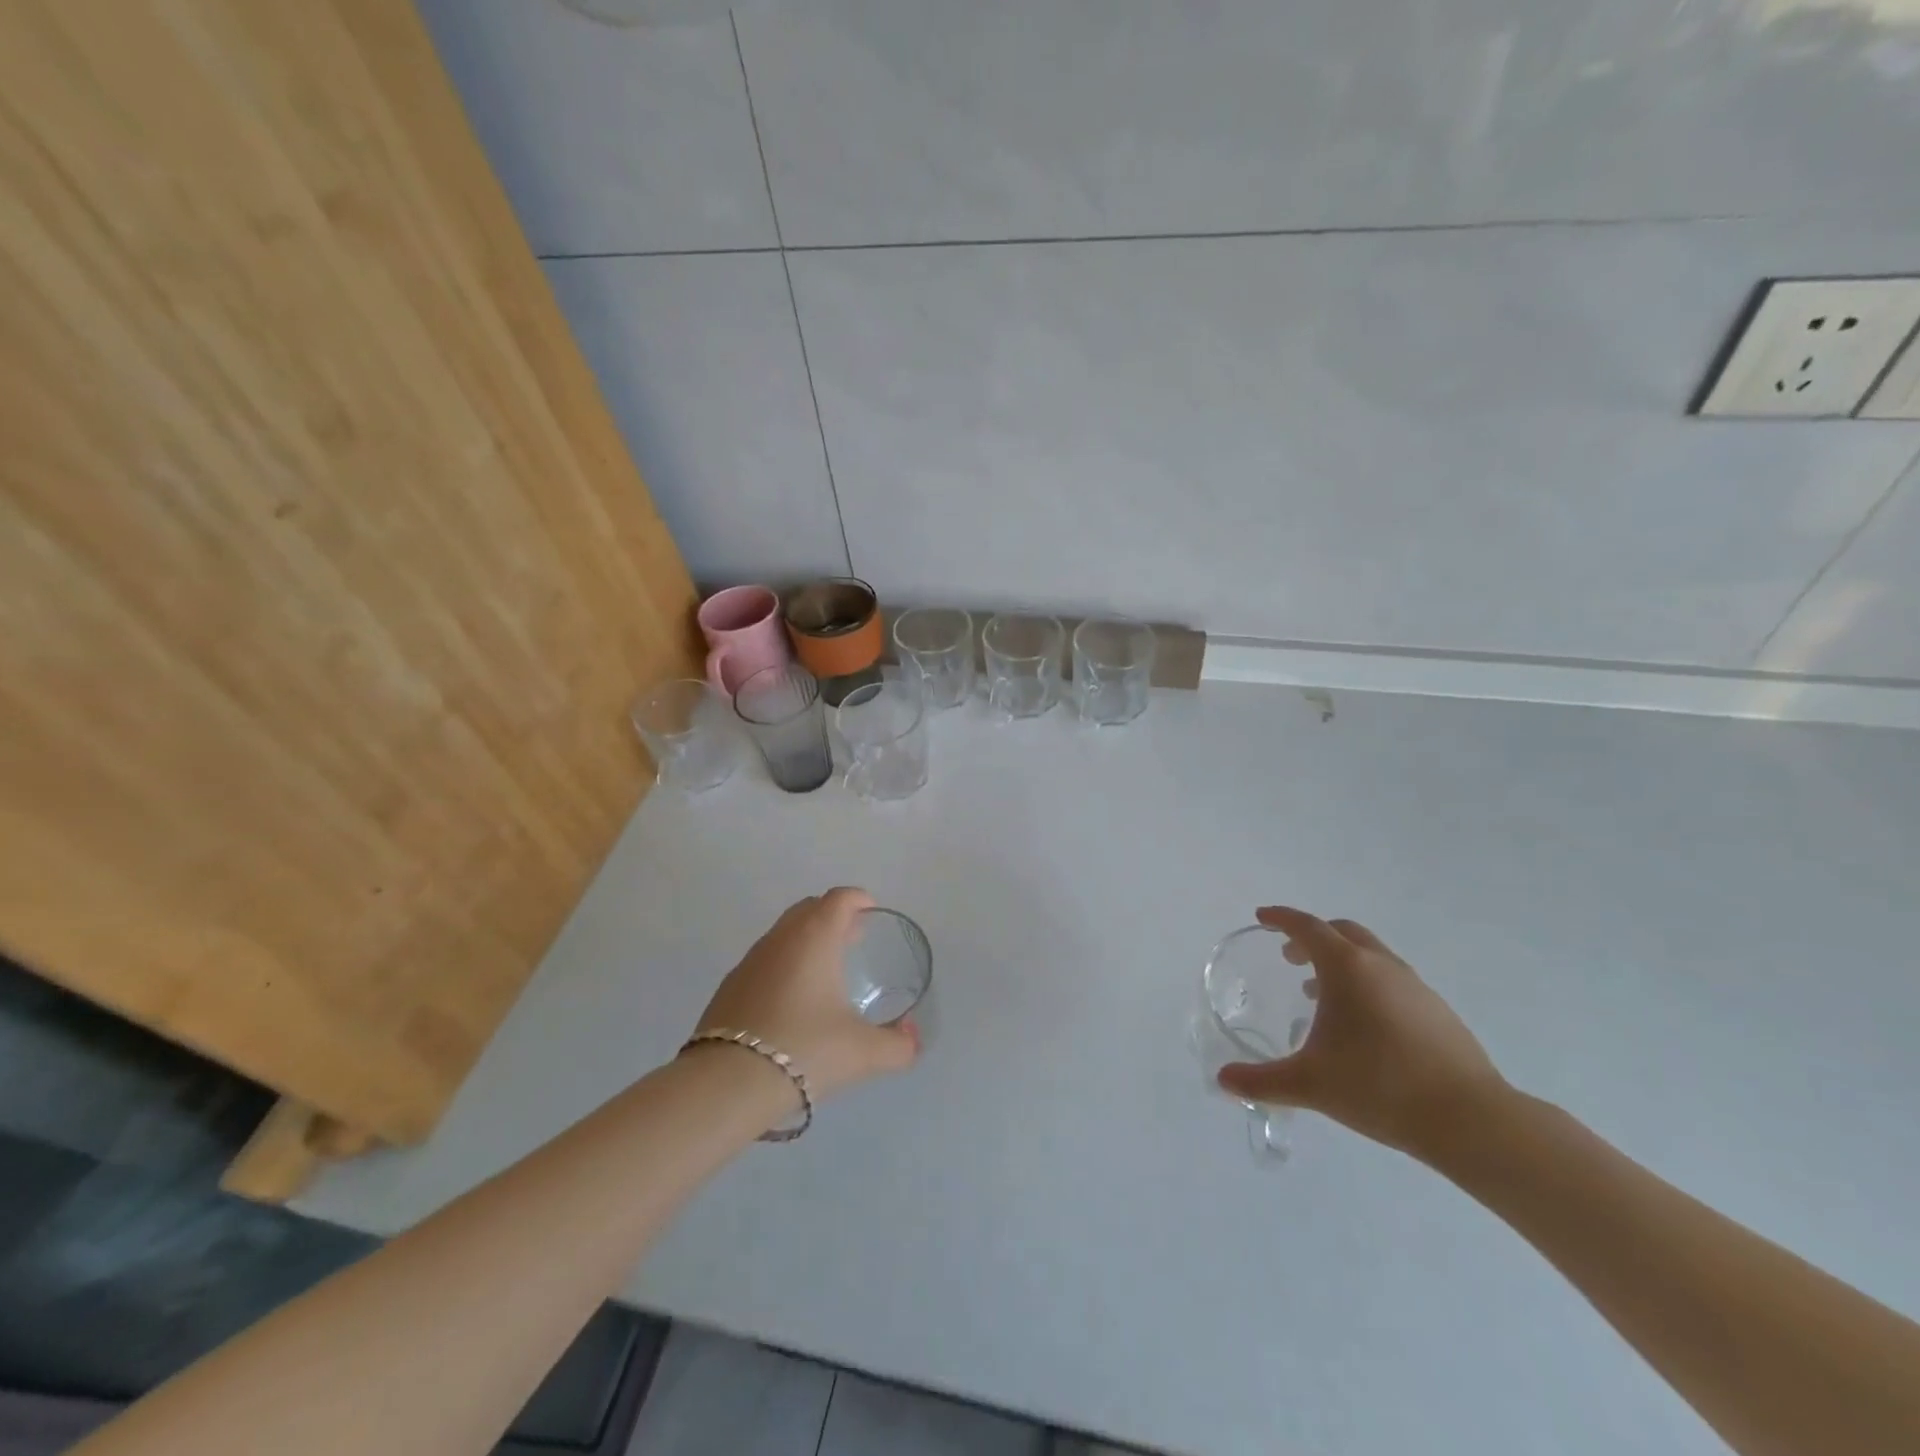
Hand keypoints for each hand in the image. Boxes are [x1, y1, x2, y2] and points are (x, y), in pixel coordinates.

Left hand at [694, 888, 918, 1106]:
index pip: (839, 899)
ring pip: (783, 934)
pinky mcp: (729, 987)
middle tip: (853, 939)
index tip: (872, 913)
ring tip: (825, 971)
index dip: (859, 900)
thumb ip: (898, 1045)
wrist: (727, 1084)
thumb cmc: (805, 1050)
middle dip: (833, 916)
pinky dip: (783, 966)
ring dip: (806, 941)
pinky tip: (791, 1001)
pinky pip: (764, 961)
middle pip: (809, 909)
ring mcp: (750, 961)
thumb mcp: (864, 1053)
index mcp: (815, 937)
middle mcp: (781, 939)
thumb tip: (912, 1037)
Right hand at [1216, 906, 1505, 1162]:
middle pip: (1342, 932)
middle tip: (1290, 956)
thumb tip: (1223, 1080)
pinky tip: (1363, 1026)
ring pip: (1371, 955)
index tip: (1262, 917)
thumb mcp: (1310, 1085)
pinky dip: (1368, 984)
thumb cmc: (1379, 1087)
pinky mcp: (1438, 1012)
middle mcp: (1381, 966)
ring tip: (1320, 994)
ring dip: (1342, 962)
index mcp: (1347, 968)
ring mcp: (1415, 986)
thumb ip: (1262, 1081)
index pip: (1307, 927)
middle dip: (1312, 937)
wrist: (1470, 1120)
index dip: (1281, 918)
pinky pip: (1392, 980)